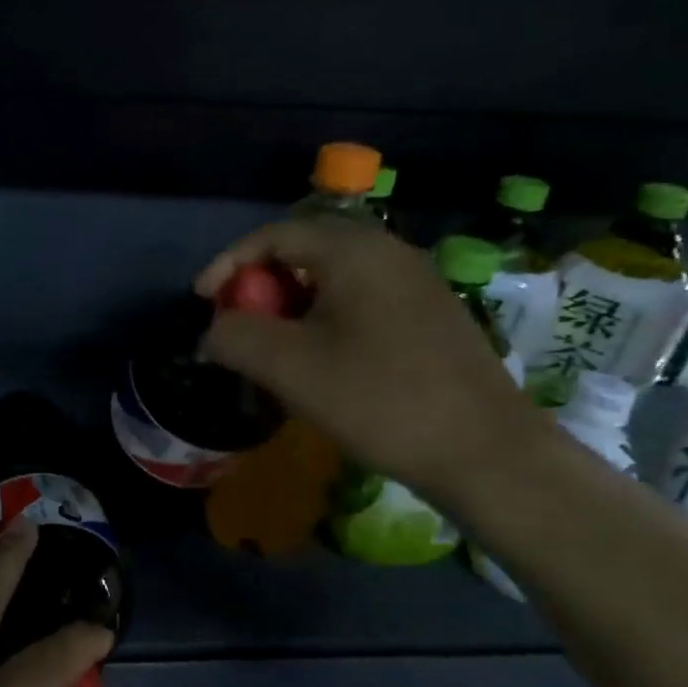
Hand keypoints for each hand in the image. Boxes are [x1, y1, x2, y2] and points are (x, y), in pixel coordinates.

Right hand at [195, 217, 544, 499]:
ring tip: (272, 349)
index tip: (203, 301)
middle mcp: (389, 252)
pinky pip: (360, 301)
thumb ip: (235, 337)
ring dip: (291, 307)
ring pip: (332, 280)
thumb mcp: (289, 367)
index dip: (228, 263)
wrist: (484, 451)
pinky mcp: (430, 315)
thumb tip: (213, 331)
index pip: (274, 236)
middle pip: (304, 252)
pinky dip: (324, 320)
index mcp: (354, 251)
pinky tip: (320, 363)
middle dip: (260, 287)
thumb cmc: (379, 399)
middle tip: (238, 326)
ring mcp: (416, 283)